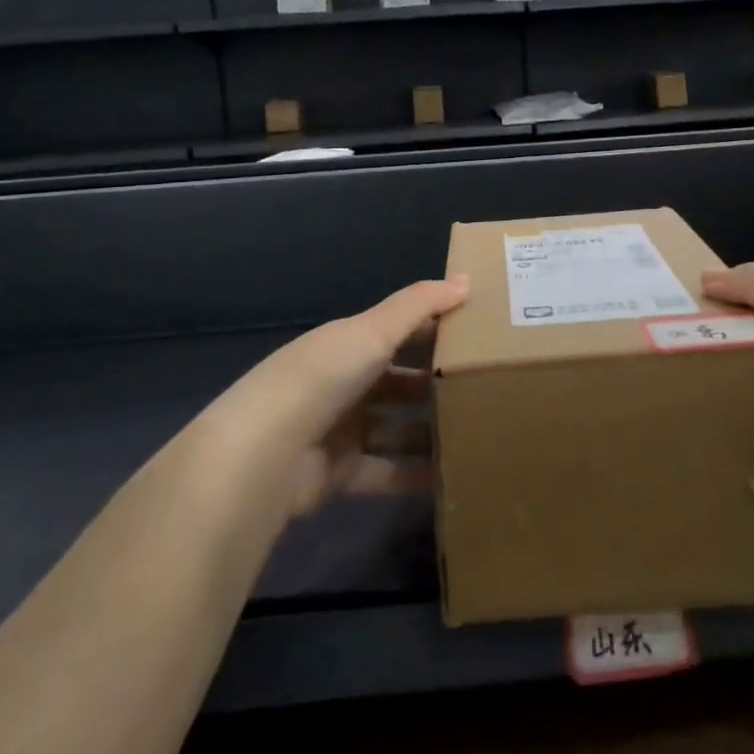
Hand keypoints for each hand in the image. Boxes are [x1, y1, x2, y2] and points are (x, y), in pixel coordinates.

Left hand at [197, 276, 468, 518]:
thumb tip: (467, 278)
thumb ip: (419, 305)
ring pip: (396, 427)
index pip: (399, 330)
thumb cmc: (324, 377)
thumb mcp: (374, 331)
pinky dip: (415, 474)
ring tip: (479, 432)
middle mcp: (344, 382)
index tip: (479, 334)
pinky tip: (452, 475)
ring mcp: (341, 429)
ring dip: (430, 431)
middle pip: (399, 380)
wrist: (267, 453)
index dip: (434, 329)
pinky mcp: (340, 473)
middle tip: (487, 388)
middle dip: (436, 384)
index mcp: (348, 343)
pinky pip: (387, 471)